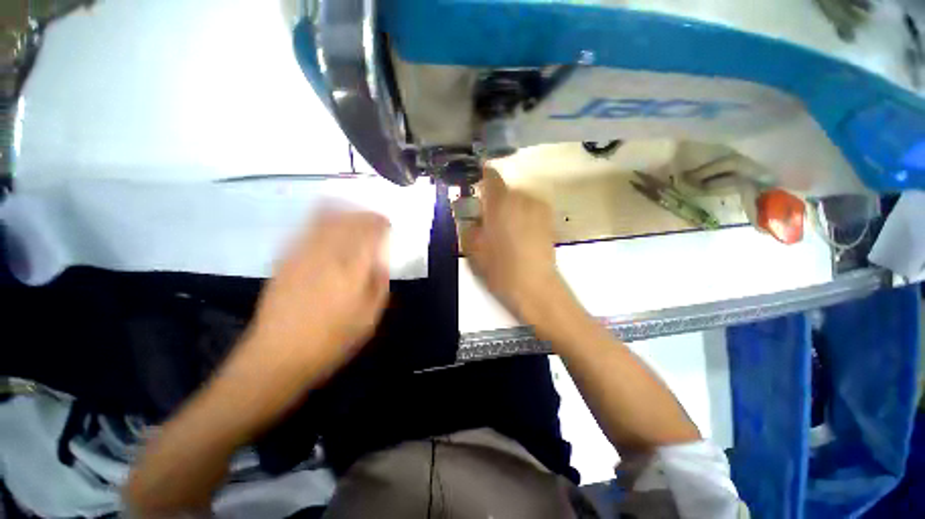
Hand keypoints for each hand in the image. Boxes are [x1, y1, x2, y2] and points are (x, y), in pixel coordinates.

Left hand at [238, 209, 390, 383]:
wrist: (279, 355)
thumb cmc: (333, 340)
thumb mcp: (369, 317)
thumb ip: (379, 284)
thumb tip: (381, 262)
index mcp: (352, 269)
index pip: (369, 233)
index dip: (380, 223)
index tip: (388, 223)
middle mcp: (328, 255)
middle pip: (348, 222)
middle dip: (364, 215)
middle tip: (374, 218)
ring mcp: (303, 255)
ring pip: (326, 220)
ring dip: (343, 212)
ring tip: (354, 211)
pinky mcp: (286, 260)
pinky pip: (306, 230)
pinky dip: (320, 218)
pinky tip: (326, 218)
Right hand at [461, 168, 566, 323]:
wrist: (535, 288)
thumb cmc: (500, 270)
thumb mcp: (473, 249)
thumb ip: (467, 226)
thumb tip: (469, 215)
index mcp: (501, 203)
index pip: (490, 176)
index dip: (481, 178)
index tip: (474, 188)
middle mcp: (522, 199)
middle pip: (504, 190)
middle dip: (493, 201)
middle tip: (486, 220)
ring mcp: (539, 208)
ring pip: (518, 200)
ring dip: (508, 209)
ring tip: (504, 231)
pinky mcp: (549, 220)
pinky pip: (529, 209)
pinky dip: (521, 215)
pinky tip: (519, 235)